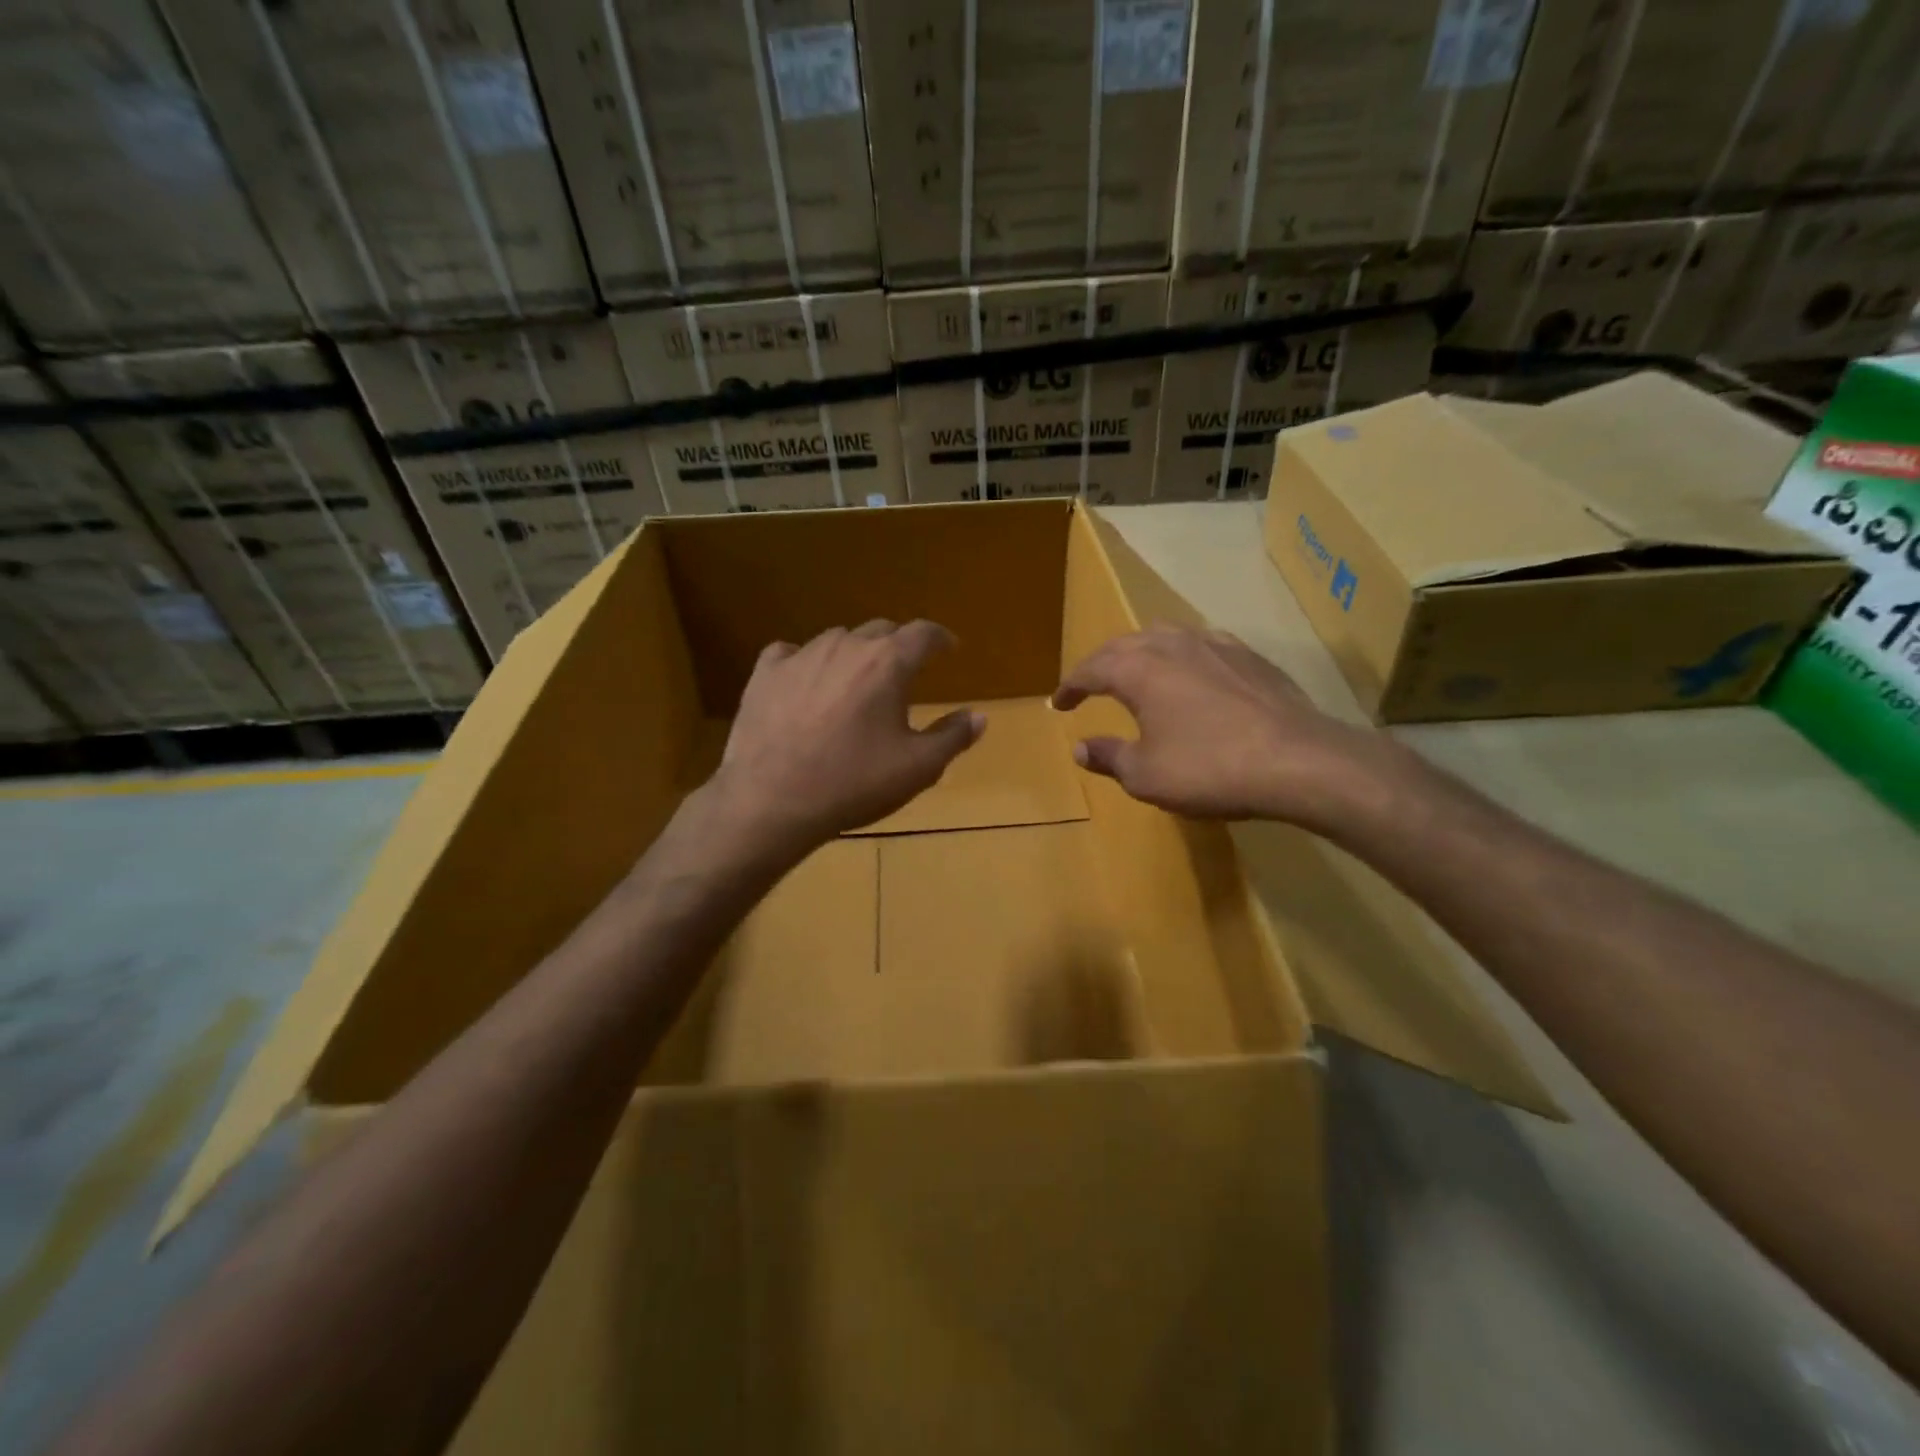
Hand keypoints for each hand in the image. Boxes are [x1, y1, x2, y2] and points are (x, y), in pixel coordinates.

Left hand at [708, 619, 984, 853]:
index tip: (948, 649)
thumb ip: (953, 737)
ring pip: (837, 640)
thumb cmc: (854, 783)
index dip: (941, 638)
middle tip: (903, 673)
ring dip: (854, 654)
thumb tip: (979, 716)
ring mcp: (801, 655)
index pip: (924, 633)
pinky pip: (792, 654)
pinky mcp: (765, 672)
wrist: (772, 800)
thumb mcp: (918, 768)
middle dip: (898, 647)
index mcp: (888, 663)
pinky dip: (807, 664)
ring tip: (856, 682)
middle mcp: (846, 645)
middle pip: (881, 631)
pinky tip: (806, 684)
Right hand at [1052, 624, 1390, 827]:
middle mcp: (1173, 645)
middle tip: (1089, 684)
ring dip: (1140, 652)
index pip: (1092, 668)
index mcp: (1140, 670)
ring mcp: (1215, 645)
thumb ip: (1108, 757)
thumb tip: (1080, 748)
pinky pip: (1201, 645)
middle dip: (1101, 663)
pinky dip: (1181, 655)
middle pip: (1124, 644)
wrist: (1298, 760)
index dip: (1071, 685)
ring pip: (1165, 635)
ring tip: (1135, 669)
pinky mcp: (1249, 656)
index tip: (1058, 703)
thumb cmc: (1209, 769)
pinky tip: (1191, 672)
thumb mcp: (1146, 775)